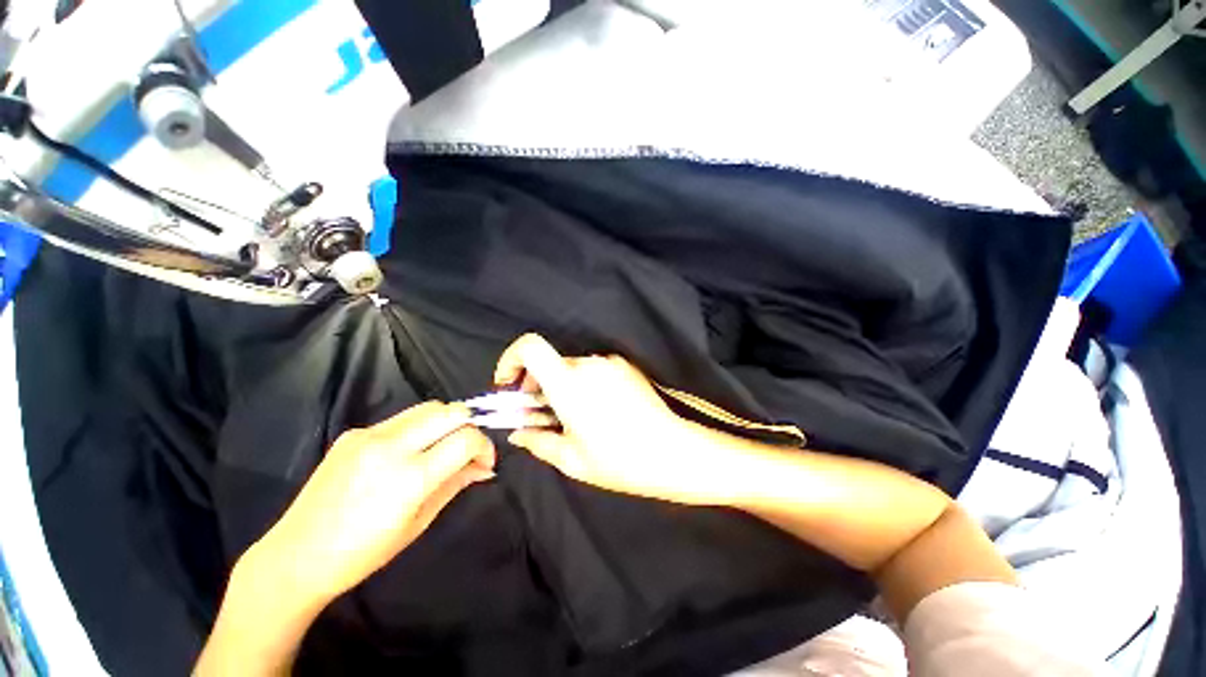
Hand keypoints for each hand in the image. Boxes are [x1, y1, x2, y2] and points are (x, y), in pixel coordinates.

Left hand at [252, 402, 495, 604]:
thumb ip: (456, 484)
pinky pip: (401, 419)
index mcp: (410, 477)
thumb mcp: (419, 522)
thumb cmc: (364, 552)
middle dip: (470, 426)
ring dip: (446, 422)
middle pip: (452, 411)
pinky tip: (409, 452)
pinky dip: (419, 428)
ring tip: (442, 447)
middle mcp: (391, 446)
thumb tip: (485, 468)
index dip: (485, 446)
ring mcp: (369, 435)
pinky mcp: (353, 432)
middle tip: (467, 450)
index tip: (484, 462)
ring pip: (429, 407)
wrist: (297, 556)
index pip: (466, 438)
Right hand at [495, 334, 736, 504]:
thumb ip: (537, 441)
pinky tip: (597, 410)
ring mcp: (610, 362)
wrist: (673, 451)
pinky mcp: (625, 366)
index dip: (511, 358)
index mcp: (569, 384)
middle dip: (536, 384)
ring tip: (571, 416)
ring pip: (571, 367)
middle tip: (539, 413)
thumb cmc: (619, 461)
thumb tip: (517, 432)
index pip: (531, 347)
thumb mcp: (571, 459)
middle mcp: (588, 364)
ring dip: (561, 385)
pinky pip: (594, 369)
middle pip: (550, 362)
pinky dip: (583, 383)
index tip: (509, 384)